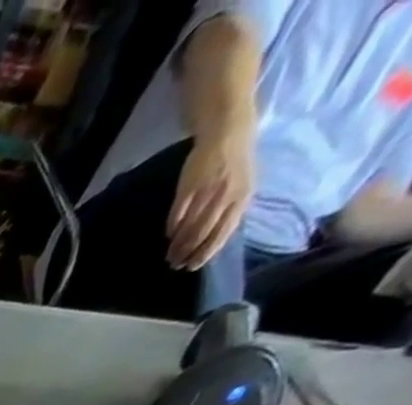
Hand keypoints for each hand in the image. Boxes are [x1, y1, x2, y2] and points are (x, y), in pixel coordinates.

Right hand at [167, 127, 254, 269]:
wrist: (228, 131)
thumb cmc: (235, 162)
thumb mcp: (242, 186)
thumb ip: (229, 210)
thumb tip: (211, 238)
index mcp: (242, 197)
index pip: (222, 233)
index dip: (205, 253)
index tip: (192, 267)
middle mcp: (225, 196)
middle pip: (203, 234)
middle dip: (187, 252)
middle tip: (176, 264)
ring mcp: (206, 192)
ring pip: (189, 228)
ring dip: (177, 245)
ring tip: (169, 255)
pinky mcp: (189, 188)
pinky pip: (178, 215)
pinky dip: (172, 228)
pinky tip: (169, 234)